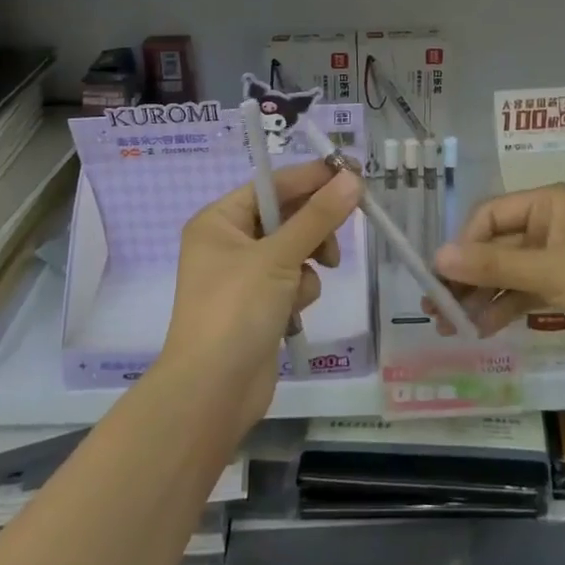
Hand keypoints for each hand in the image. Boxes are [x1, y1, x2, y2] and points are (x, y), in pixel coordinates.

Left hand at [162, 161, 359, 432]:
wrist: (212, 393)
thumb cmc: (236, 311)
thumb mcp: (279, 257)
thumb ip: (318, 217)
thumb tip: (352, 178)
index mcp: (219, 220)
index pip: (272, 185)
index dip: (312, 177)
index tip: (352, 172)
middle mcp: (228, 242)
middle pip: (285, 215)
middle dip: (314, 224)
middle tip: (351, 217)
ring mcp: (243, 276)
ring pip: (295, 248)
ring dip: (308, 260)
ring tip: (316, 274)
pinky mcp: (259, 305)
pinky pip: (292, 279)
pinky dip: (299, 290)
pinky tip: (294, 311)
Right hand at [434, 184, 564, 372]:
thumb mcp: (549, 273)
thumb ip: (492, 265)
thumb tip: (438, 258)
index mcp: (548, 203)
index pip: (489, 216)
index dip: (463, 246)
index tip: (439, 280)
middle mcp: (550, 222)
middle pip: (495, 244)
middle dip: (467, 276)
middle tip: (435, 309)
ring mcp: (559, 255)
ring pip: (508, 271)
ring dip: (481, 295)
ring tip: (450, 326)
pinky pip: (525, 290)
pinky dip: (505, 306)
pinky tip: (482, 329)